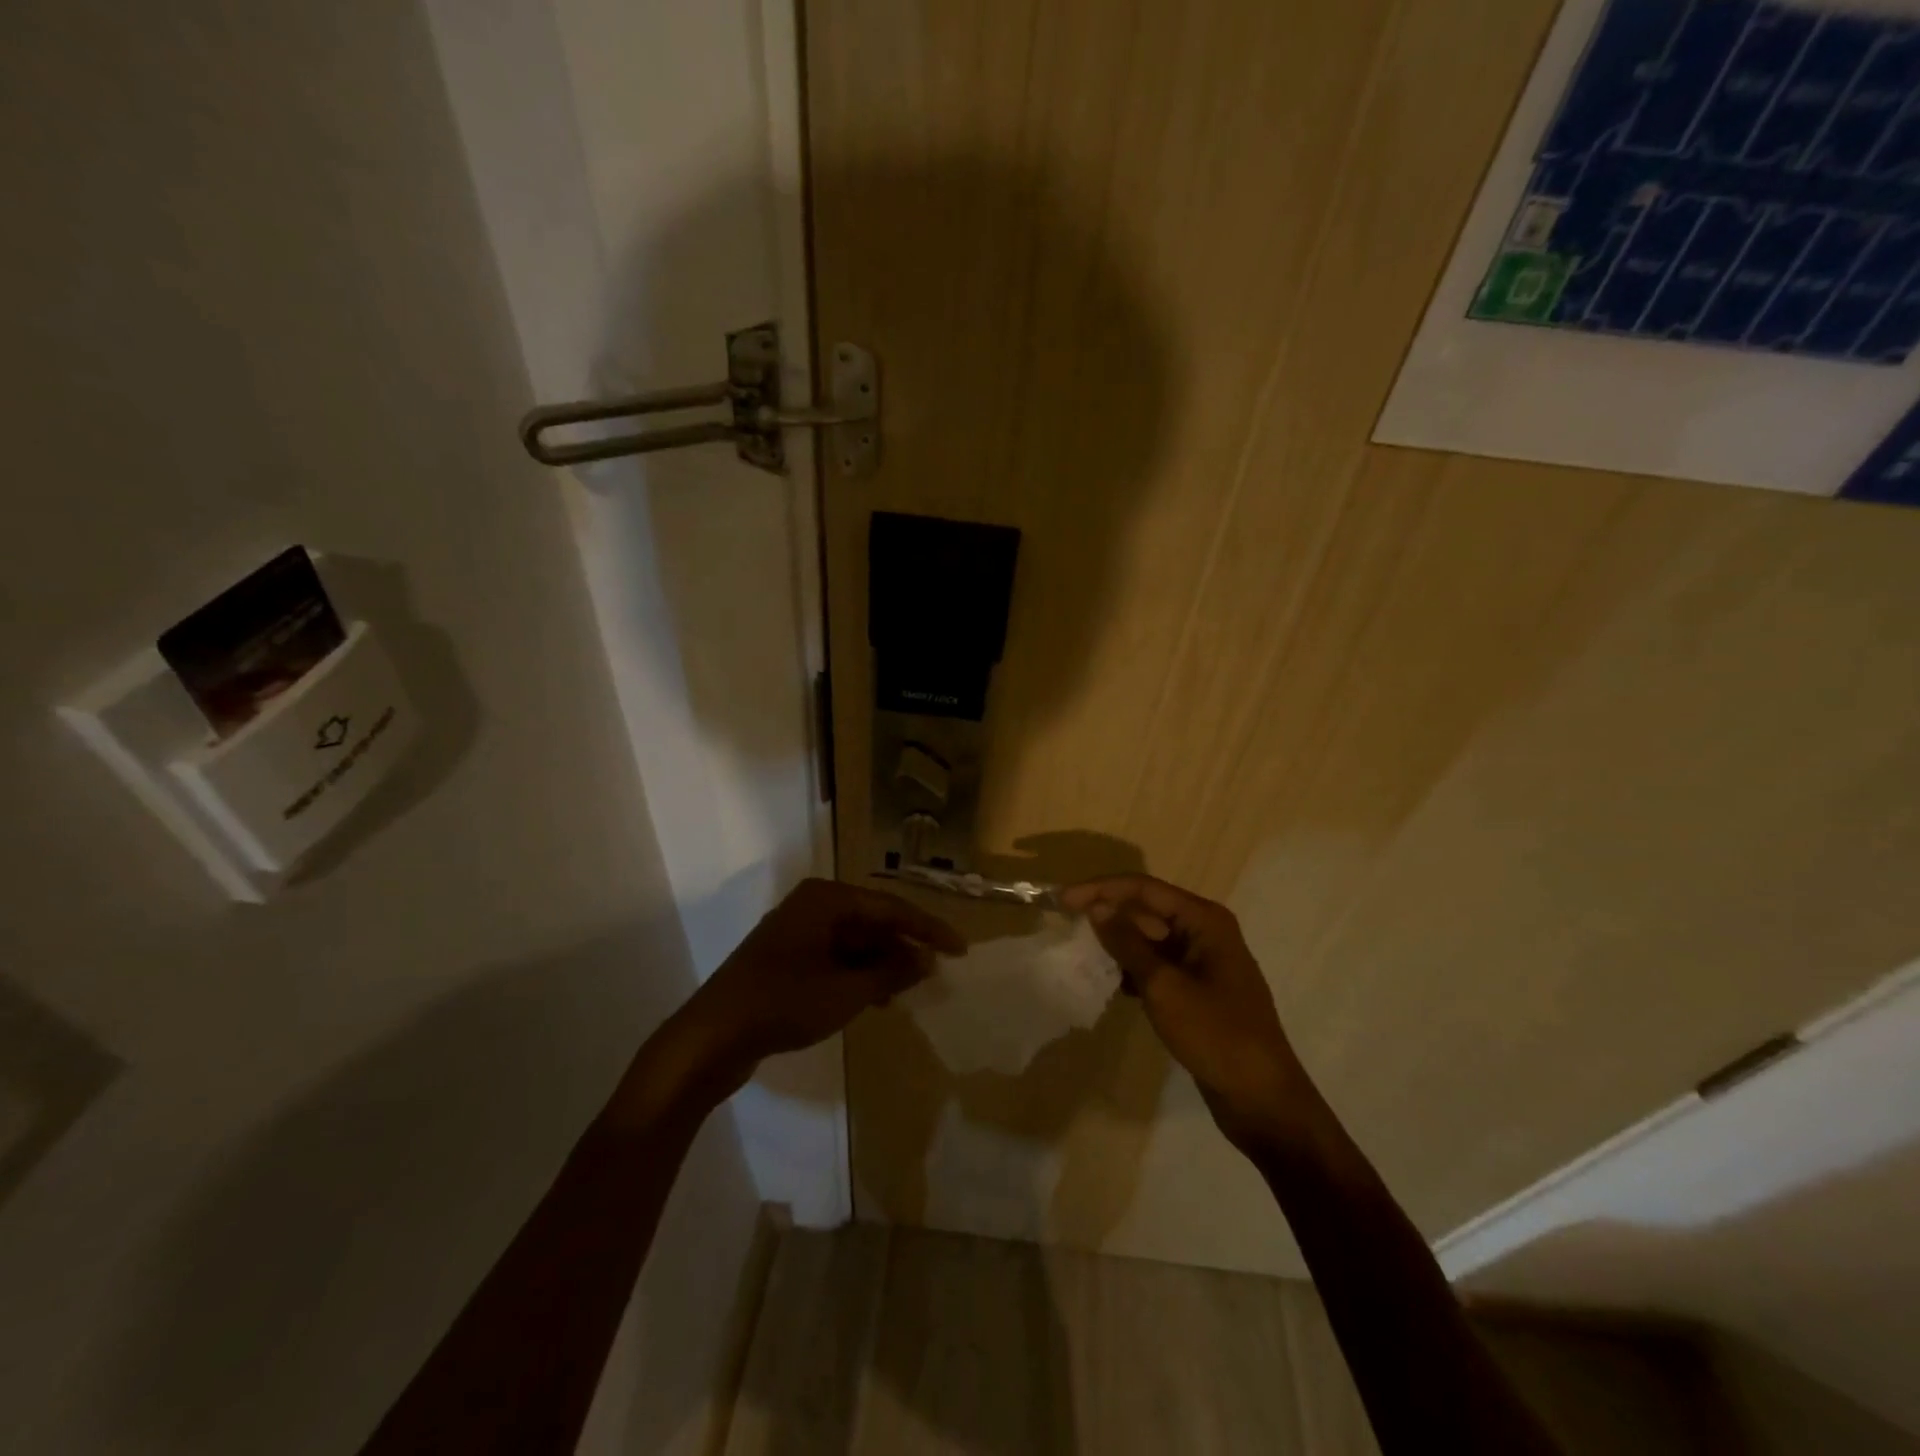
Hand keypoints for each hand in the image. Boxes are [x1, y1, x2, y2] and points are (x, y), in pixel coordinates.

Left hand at [673, 878, 964, 1093]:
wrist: (710, 1038)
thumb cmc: (783, 1004)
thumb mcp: (846, 991)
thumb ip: (890, 972)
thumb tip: (925, 960)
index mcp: (826, 899)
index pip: (890, 907)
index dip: (928, 929)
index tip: (959, 950)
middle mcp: (812, 905)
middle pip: (872, 920)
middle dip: (903, 947)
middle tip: (936, 973)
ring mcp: (796, 932)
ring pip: (854, 941)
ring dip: (882, 963)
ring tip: (909, 990)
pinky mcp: (786, 958)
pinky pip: (835, 957)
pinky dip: (858, 974)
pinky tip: (876, 998)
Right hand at [1061, 874, 1310, 1152]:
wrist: (1261, 1098)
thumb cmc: (1215, 1034)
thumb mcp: (1164, 986)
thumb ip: (1128, 944)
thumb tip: (1096, 908)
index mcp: (1204, 920)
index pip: (1144, 889)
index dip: (1101, 890)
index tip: (1063, 900)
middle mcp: (1205, 931)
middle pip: (1147, 910)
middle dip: (1108, 915)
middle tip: (1066, 926)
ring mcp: (1202, 961)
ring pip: (1149, 939)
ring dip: (1118, 943)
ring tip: (1080, 952)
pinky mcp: (1197, 989)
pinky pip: (1157, 965)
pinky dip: (1132, 968)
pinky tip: (1109, 982)